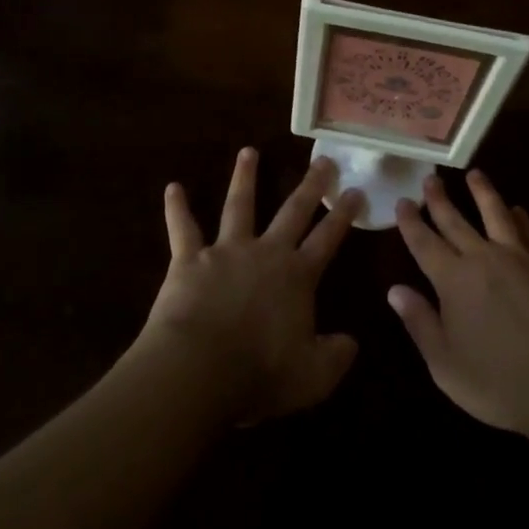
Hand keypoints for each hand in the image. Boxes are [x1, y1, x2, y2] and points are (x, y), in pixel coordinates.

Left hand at [135, 148, 362, 426]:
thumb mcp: (312, 377)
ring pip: (239, 205)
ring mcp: (226, 251)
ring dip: (245, 177)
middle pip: (292, 211)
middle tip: (323, 160)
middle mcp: (266, 252)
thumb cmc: (259, 373)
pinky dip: (177, 208)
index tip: (356, 190)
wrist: (198, 369)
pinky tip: (172, 187)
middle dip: (310, 185)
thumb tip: (352, 343)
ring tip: (248, 151)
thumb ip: (336, 357)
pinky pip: (183, 228)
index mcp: (297, 276)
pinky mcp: (190, 259)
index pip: (327, 238)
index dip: (343, 215)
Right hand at [389, 170, 528, 439]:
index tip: (402, 200)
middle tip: (430, 177)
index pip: (424, 243)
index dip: (411, 222)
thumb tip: (394, 289)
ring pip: (495, 213)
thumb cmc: (500, 383)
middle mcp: (483, 258)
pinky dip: (519, 217)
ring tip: (474, 174)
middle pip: (456, 221)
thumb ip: (420, 323)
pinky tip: (517, 209)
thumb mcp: (447, 365)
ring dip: (482, 192)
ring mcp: (518, 258)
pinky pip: (528, 232)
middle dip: (440, 199)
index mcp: (453, 281)